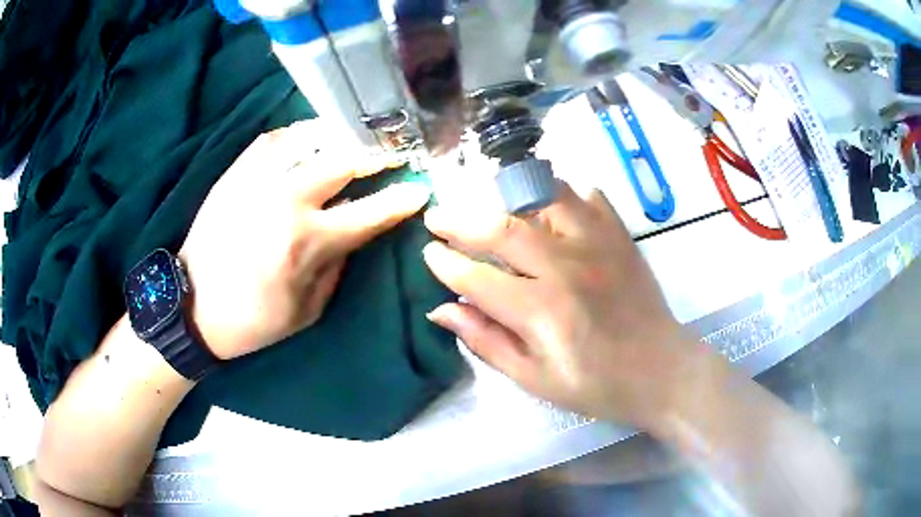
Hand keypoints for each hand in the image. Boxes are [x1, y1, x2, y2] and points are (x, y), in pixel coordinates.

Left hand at [179, 121, 429, 359]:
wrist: (193, 305)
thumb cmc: (253, 319)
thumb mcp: (308, 310)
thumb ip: (338, 265)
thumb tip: (357, 231)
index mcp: (306, 242)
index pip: (370, 212)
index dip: (401, 199)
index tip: (420, 188)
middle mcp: (285, 200)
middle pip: (344, 160)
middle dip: (378, 155)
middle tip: (392, 155)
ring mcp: (257, 179)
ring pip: (310, 137)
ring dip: (341, 136)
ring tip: (356, 139)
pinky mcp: (236, 172)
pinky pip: (274, 138)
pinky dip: (299, 134)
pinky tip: (310, 140)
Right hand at [423, 183, 703, 428]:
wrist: (660, 371)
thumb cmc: (596, 385)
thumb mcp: (534, 378)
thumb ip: (486, 341)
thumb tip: (442, 310)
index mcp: (543, 312)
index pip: (477, 277)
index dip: (445, 264)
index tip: (427, 253)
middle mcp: (567, 267)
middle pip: (502, 228)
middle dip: (460, 221)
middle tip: (437, 217)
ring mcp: (598, 244)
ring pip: (543, 197)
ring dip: (509, 198)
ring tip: (491, 209)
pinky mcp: (620, 236)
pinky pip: (587, 196)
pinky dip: (562, 194)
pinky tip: (549, 208)